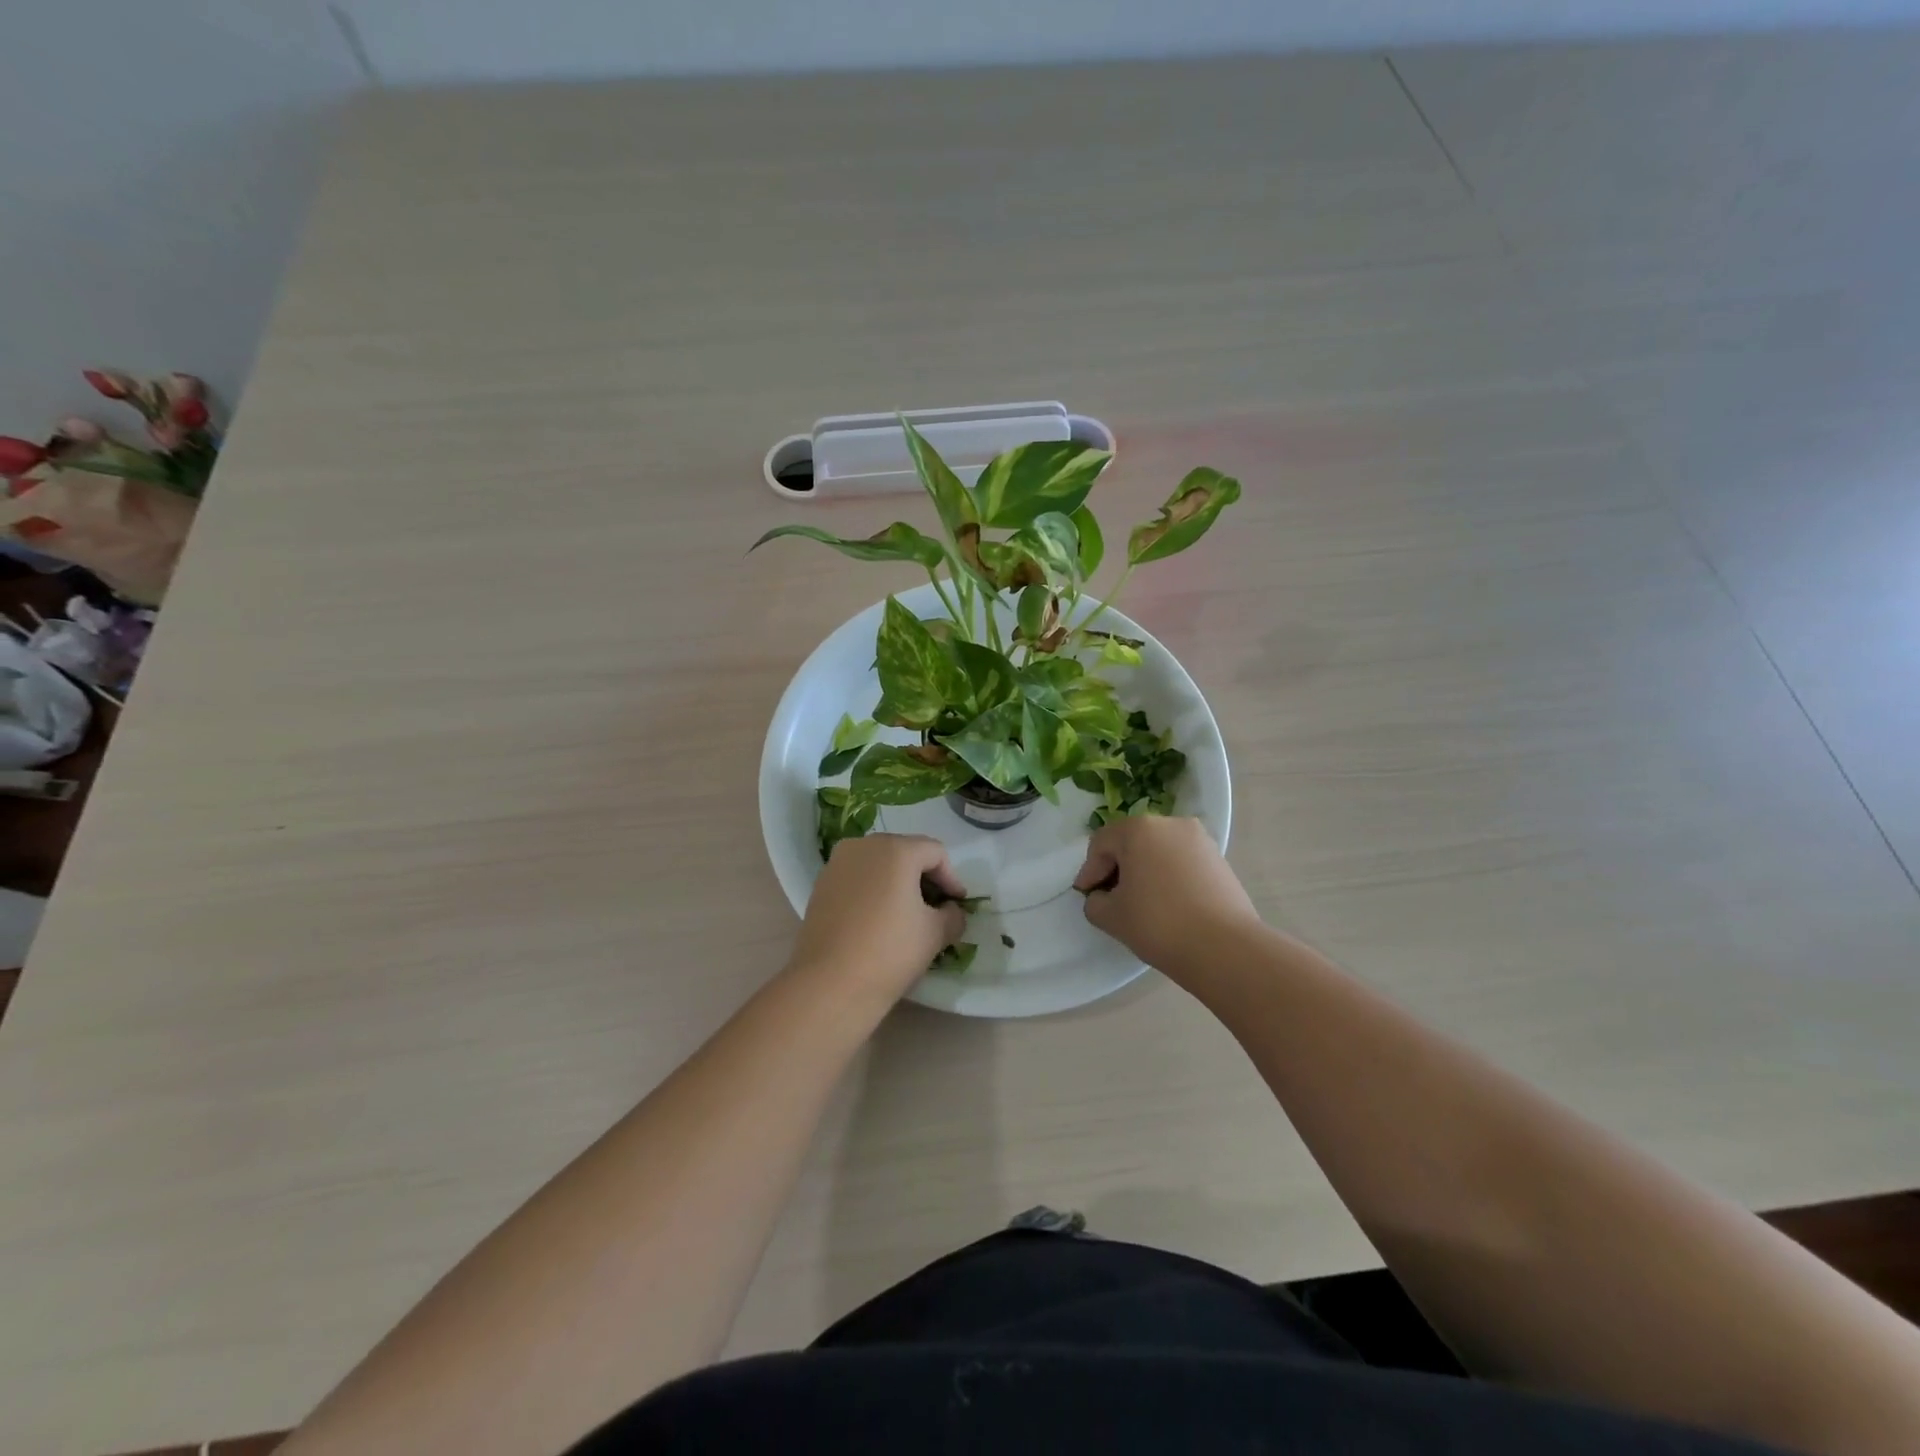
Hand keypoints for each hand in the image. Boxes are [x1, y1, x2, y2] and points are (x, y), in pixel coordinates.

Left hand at [789, 834, 968, 999]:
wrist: (829, 983)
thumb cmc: (890, 951)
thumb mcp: (935, 934)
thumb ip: (953, 915)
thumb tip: (949, 910)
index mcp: (896, 850)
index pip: (935, 853)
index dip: (951, 878)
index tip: (957, 904)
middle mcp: (864, 846)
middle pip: (905, 852)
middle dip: (923, 877)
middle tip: (935, 906)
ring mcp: (837, 864)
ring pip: (878, 864)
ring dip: (897, 882)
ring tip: (906, 913)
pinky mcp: (821, 885)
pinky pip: (857, 878)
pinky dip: (873, 890)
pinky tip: (878, 919)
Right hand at [1073, 816, 1261, 976]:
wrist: (1225, 948)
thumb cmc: (1159, 923)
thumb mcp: (1111, 916)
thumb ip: (1094, 902)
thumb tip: (1103, 898)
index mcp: (1139, 828)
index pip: (1102, 843)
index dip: (1089, 870)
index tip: (1087, 896)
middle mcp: (1171, 824)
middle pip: (1132, 842)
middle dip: (1118, 867)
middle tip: (1110, 898)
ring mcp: (1200, 840)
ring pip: (1159, 851)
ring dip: (1145, 871)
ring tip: (1141, 903)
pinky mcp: (1220, 860)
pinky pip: (1182, 862)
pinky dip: (1169, 877)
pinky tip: (1169, 905)